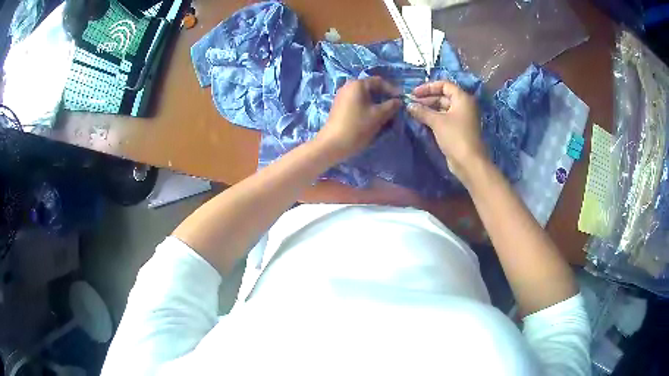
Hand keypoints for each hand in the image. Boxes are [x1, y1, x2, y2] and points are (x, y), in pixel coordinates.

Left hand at [315, 77, 400, 162]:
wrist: (333, 144)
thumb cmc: (357, 126)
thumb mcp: (379, 115)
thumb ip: (391, 106)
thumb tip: (398, 101)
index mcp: (358, 84)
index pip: (379, 81)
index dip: (392, 89)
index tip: (401, 100)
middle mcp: (348, 86)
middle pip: (371, 88)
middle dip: (384, 97)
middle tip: (395, 107)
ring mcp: (342, 96)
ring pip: (364, 97)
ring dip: (376, 103)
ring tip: (386, 114)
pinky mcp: (339, 107)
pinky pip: (357, 103)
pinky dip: (367, 108)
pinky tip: (372, 118)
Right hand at [407, 81, 488, 185]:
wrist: (469, 162)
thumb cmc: (455, 137)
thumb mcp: (437, 121)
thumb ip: (422, 111)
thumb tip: (408, 106)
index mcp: (462, 98)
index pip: (444, 85)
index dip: (428, 87)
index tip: (414, 93)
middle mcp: (463, 106)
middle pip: (443, 96)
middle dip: (426, 99)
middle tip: (411, 104)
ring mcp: (461, 119)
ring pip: (442, 108)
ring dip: (428, 109)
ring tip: (413, 112)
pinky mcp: (458, 130)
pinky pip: (444, 119)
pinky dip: (433, 118)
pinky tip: (421, 121)